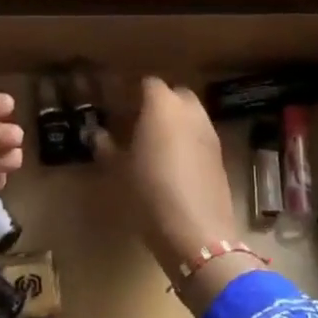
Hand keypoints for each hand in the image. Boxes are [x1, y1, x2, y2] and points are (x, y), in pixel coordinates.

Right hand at [91, 77, 236, 276]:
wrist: (197, 234)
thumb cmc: (149, 194)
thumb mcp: (119, 172)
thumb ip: (106, 147)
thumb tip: (97, 134)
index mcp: (162, 106)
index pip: (148, 83)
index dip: (133, 90)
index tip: (118, 102)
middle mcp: (189, 111)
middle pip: (174, 94)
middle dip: (158, 102)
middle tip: (137, 120)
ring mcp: (209, 133)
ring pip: (191, 114)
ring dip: (175, 121)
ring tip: (155, 141)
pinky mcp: (220, 156)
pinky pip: (200, 136)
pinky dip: (187, 140)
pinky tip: (174, 162)